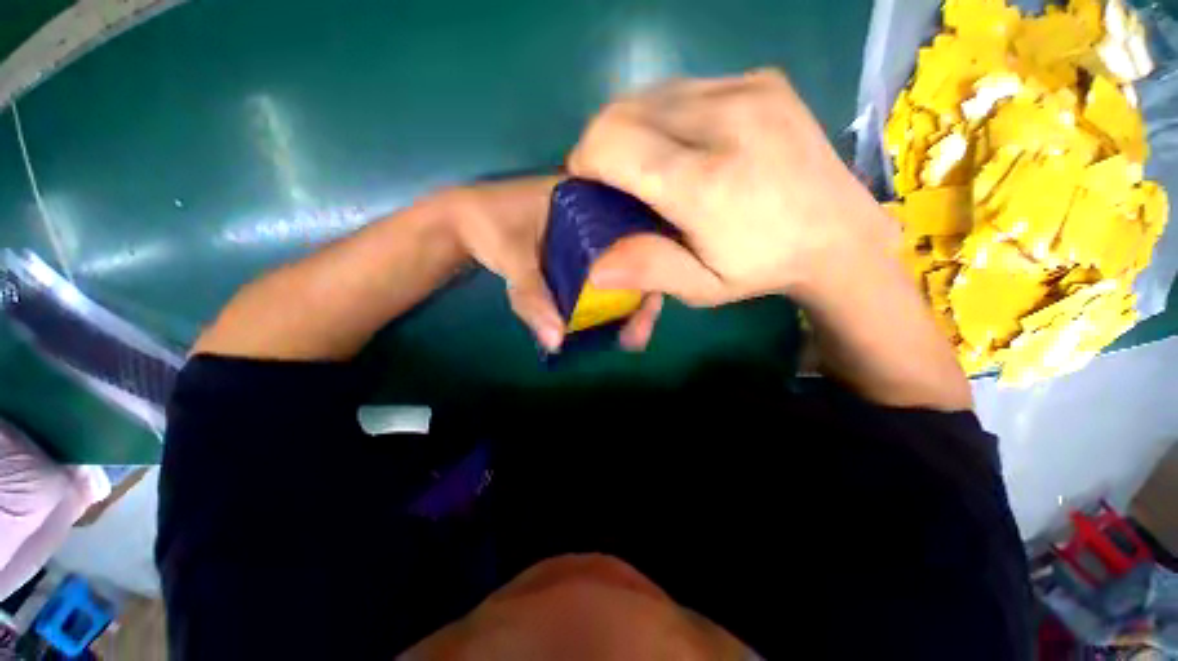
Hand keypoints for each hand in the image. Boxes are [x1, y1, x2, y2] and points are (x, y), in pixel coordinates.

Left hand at [444, 177, 663, 351]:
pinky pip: (605, 275)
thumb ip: (533, 298)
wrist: (461, 222)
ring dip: (630, 302)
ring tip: (630, 337)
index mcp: (589, 198)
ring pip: (624, 268)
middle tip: (638, 335)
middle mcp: (599, 213)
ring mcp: (591, 235)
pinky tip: (612, 323)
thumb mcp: (512, 259)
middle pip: (638, 255)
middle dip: (644, 295)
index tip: (652, 303)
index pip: (638, 228)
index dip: (653, 265)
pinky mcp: (581, 253)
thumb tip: (558, 341)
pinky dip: (610, 298)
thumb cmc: (486, 225)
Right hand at [568, 69, 899, 306]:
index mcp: (706, 183)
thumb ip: (648, 270)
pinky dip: (663, 116)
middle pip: (622, 111)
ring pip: (649, 94)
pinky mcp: (759, 79)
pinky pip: (683, 87)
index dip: (584, 161)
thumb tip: (593, 265)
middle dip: (601, 144)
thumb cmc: (762, 268)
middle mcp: (725, 120)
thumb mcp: (701, 287)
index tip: (588, 188)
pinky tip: (680, 145)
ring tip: (644, 165)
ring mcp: (747, 89)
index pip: (612, 143)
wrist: (840, 233)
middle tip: (612, 181)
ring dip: (630, 129)